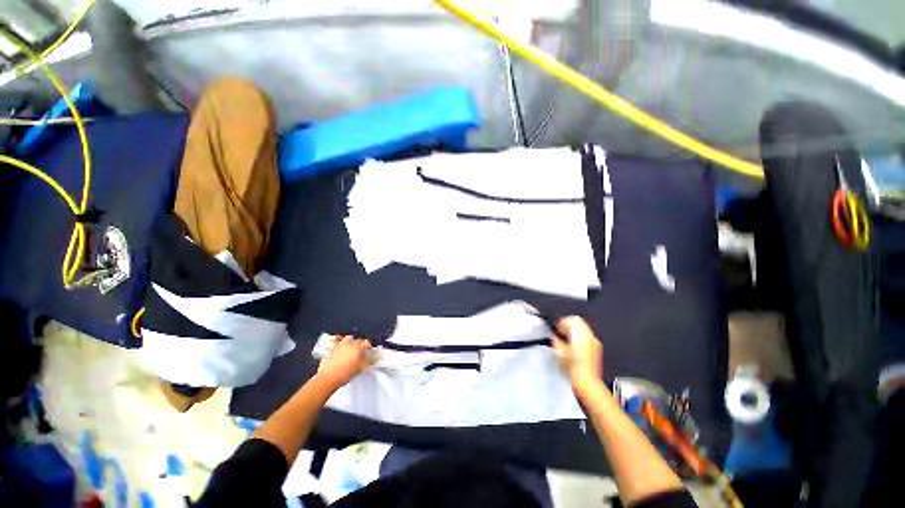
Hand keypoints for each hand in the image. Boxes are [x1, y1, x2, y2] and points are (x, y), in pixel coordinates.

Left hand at [316, 336, 374, 388]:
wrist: (328, 379)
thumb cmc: (344, 374)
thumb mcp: (360, 368)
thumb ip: (368, 361)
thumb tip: (373, 358)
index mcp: (356, 347)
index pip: (365, 343)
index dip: (369, 346)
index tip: (370, 349)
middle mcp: (347, 345)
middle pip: (355, 339)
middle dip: (359, 343)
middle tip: (361, 349)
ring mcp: (337, 347)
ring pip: (345, 339)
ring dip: (349, 341)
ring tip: (350, 347)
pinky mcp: (330, 352)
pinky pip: (335, 345)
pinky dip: (338, 347)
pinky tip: (339, 351)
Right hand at [551, 316, 602, 386]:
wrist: (588, 383)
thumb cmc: (572, 368)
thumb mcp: (559, 352)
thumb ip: (555, 340)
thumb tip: (553, 335)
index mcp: (580, 334)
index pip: (572, 319)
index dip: (562, 322)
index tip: (557, 329)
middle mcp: (589, 336)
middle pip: (579, 321)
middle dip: (568, 325)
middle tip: (561, 333)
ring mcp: (594, 342)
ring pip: (583, 328)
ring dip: (574, 330)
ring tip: (567, 340)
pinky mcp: (596, 349)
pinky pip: (587, 336)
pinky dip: (580, 337)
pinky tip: (574, 346)